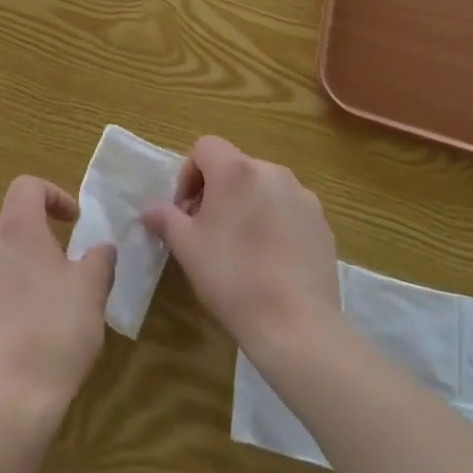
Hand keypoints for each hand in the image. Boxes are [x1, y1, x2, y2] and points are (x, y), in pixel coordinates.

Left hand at [0, 176, 115, 412]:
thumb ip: (99, 259)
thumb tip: (101, 248)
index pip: (27, 186)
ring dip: (24, 270)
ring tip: (51, 304)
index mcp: (15, 229)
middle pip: (12, 225)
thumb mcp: (92, 289)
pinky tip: (28, 333)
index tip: (74, 222)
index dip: (53, 195)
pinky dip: (8, 298)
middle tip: (69, 269)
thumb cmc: (56, 329)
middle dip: (41, 240)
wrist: (10, 399)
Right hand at [141, 136, 340, 362]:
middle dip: (217, 192)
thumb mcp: (187, 248)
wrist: (296, 325)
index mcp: (236, 170)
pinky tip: (272, 261)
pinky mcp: (322, 223)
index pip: (205, 147)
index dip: (189, 174)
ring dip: (248, 205)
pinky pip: (289, 209)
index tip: (187, 211)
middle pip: (235, 167)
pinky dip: (276, 223)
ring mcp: (302, 196)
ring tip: (242, 248)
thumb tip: (150, 210)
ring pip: (264, 188)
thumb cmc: (232, 278)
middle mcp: (271, 172)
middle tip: (208, 231)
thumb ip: (166, 219)